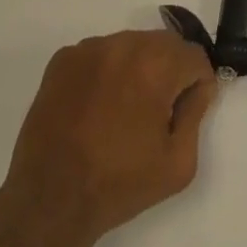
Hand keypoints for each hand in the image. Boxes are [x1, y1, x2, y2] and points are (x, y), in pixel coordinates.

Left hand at [1, 29, 217, 246]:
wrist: (49, 202)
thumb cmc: (118, 184)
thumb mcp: (178, 164)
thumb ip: (196, 115)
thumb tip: (197, 87)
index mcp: (157, 64)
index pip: (194, 56)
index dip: (196, 84)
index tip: (184, 111)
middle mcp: (126, 43)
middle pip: (163, 45)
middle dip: (167, 73)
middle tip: (153, 114)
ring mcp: (91, 47)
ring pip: (130, 46)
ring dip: (135, 69)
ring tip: (120, 112)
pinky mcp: (64, 58)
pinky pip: (98, 55)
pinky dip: (104, 73)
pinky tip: (94, 108)